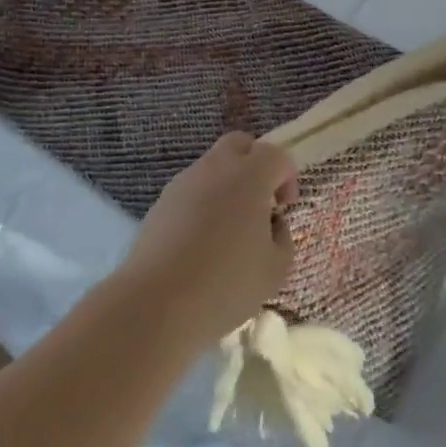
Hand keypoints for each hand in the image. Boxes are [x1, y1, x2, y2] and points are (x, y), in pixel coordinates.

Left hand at [115, 133, 296, 348]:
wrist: (157, 302)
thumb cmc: (226, 284)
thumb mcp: (275, 269)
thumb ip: (282, 237)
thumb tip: (272, 223)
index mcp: (249, 176)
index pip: (276, 155)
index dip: (287, 177)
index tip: (285, 207)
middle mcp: (215, 168)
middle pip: (240, 144)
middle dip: (255, 164)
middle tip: (260, 203)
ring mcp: (184, 182)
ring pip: (213, 166)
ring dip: (228, 184)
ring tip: (230, 229)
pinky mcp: (161, 201)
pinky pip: (191, 189)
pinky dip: (204, 202)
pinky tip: (202, 242)